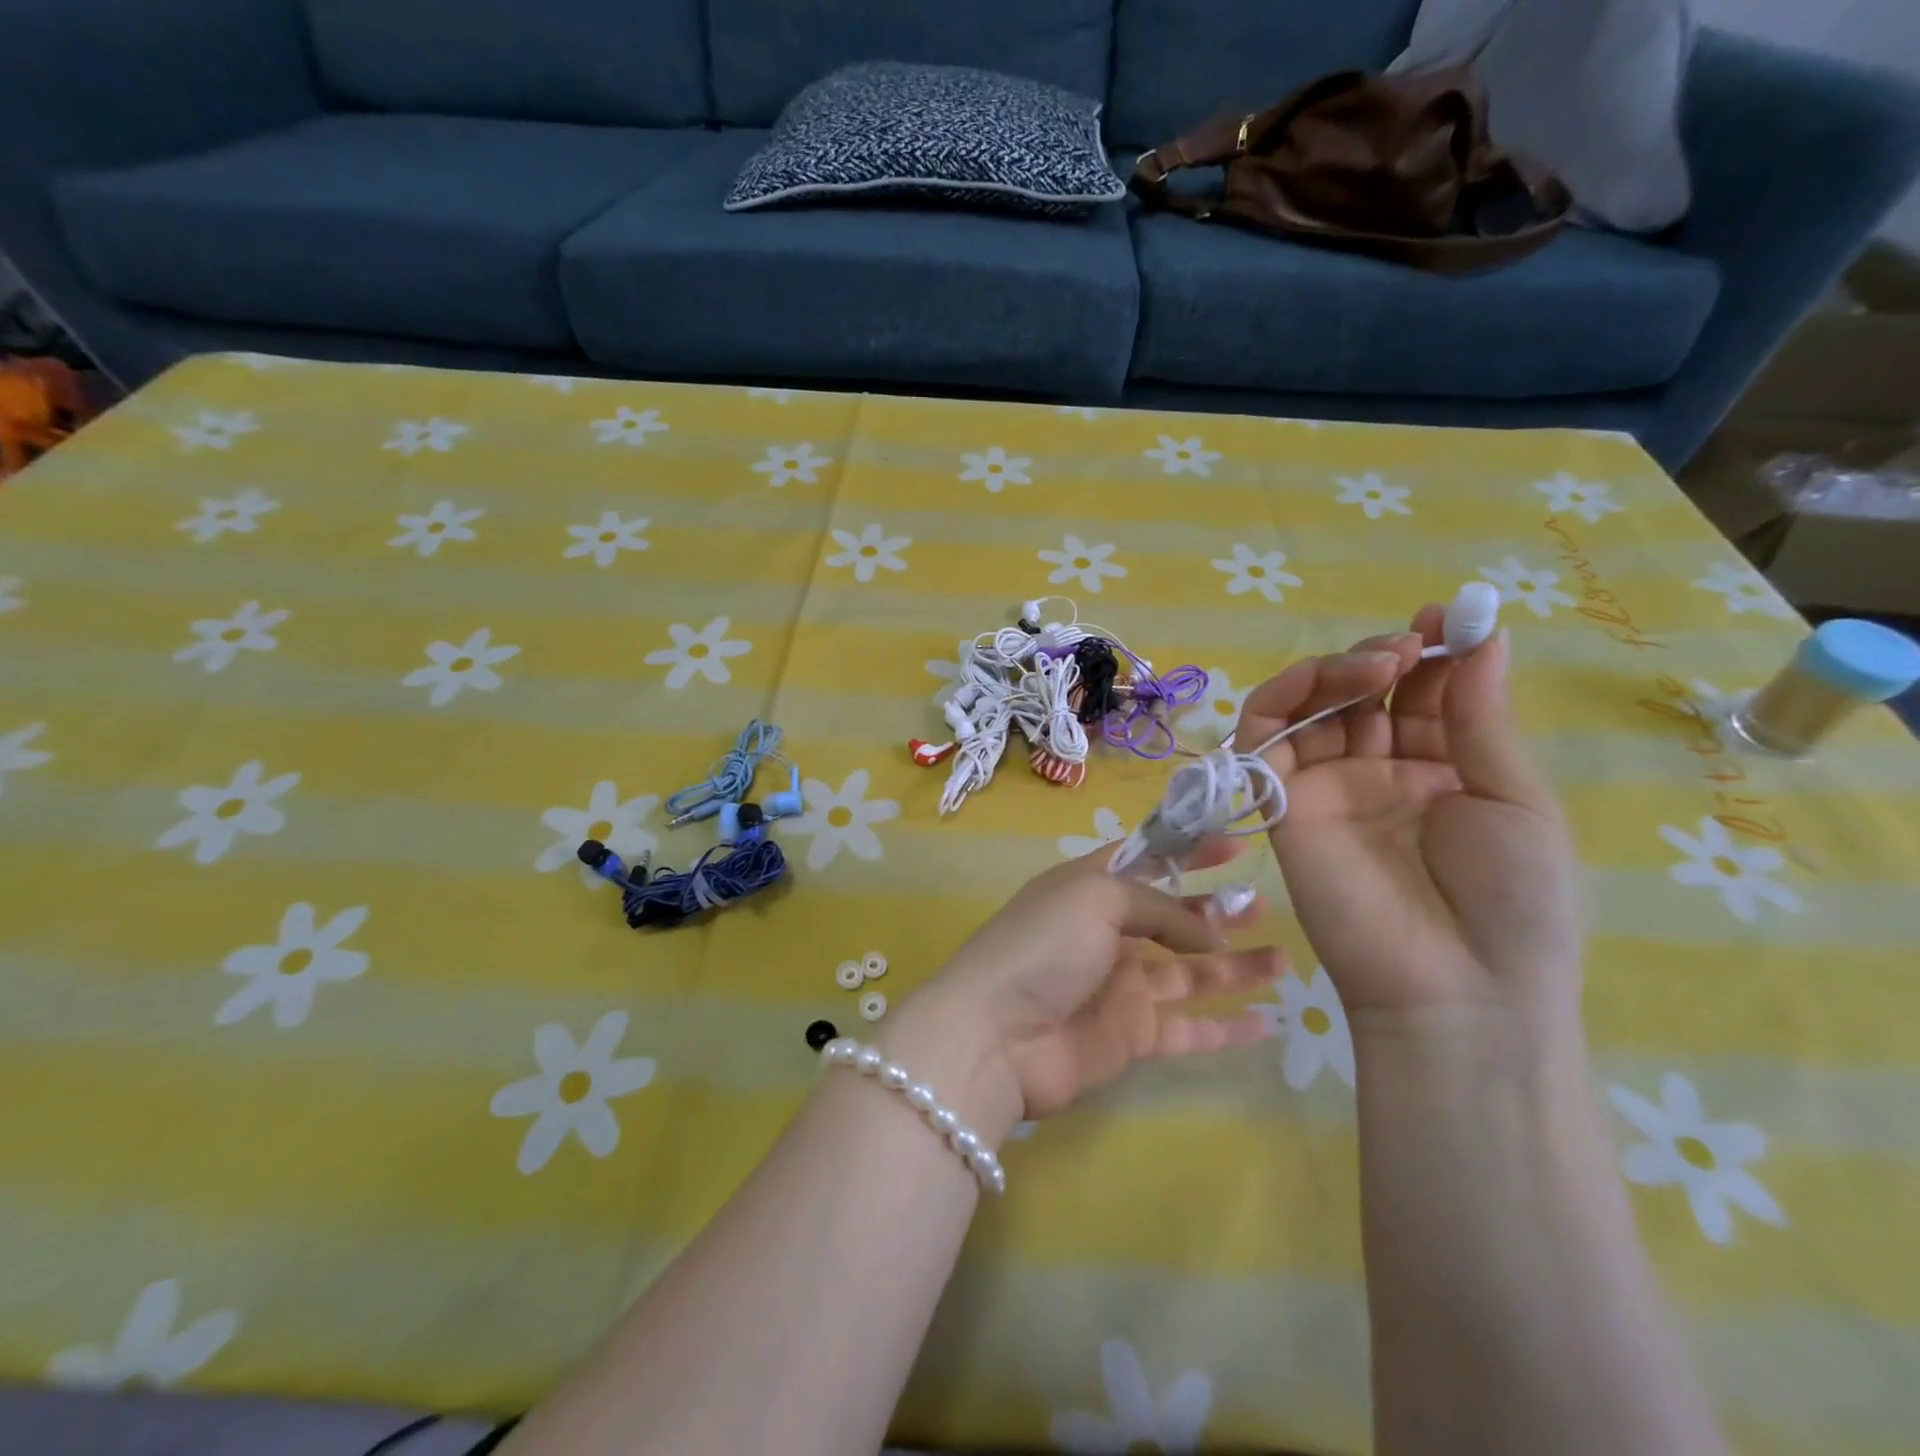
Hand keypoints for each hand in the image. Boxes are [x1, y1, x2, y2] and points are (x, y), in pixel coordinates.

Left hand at [896, 846, 1283, 1132]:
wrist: (996, 1037)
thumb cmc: (1042, 947)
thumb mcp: (1096, 898)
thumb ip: (1159, 907)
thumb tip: (1210, 932)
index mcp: (1090, 888)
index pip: (1147, 859)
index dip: (1189, 849)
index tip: (1236, 842)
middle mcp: (1107, 933)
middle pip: (1173, 917)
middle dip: (1216, 909)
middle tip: (1264, 905)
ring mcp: (1121, 986)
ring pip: (1191, 972)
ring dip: (1236, 964)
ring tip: (1284, 958)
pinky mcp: (1132, 1035)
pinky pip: (1190, 1028)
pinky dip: (1228, 1027)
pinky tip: (1270, 1022)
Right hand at [1235, 607, 1583, 1038]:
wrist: (1457, 989)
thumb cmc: (1512, 901)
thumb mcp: (1513, 798)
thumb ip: (1479, 718)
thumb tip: (1483, 637)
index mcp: (1442, 771)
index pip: (1423, 695)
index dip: (1433, 652)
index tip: (1448, 617)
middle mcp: (1378, 772)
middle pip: (1362, 693)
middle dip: (1385, 657)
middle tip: (1410, 645)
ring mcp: (1327, 786)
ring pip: (1309, 706)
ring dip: (1337, 671)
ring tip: (1379, 664)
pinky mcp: (1282, 803)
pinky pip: (1264, 739)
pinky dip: (1283, 699)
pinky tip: (1325, 683)